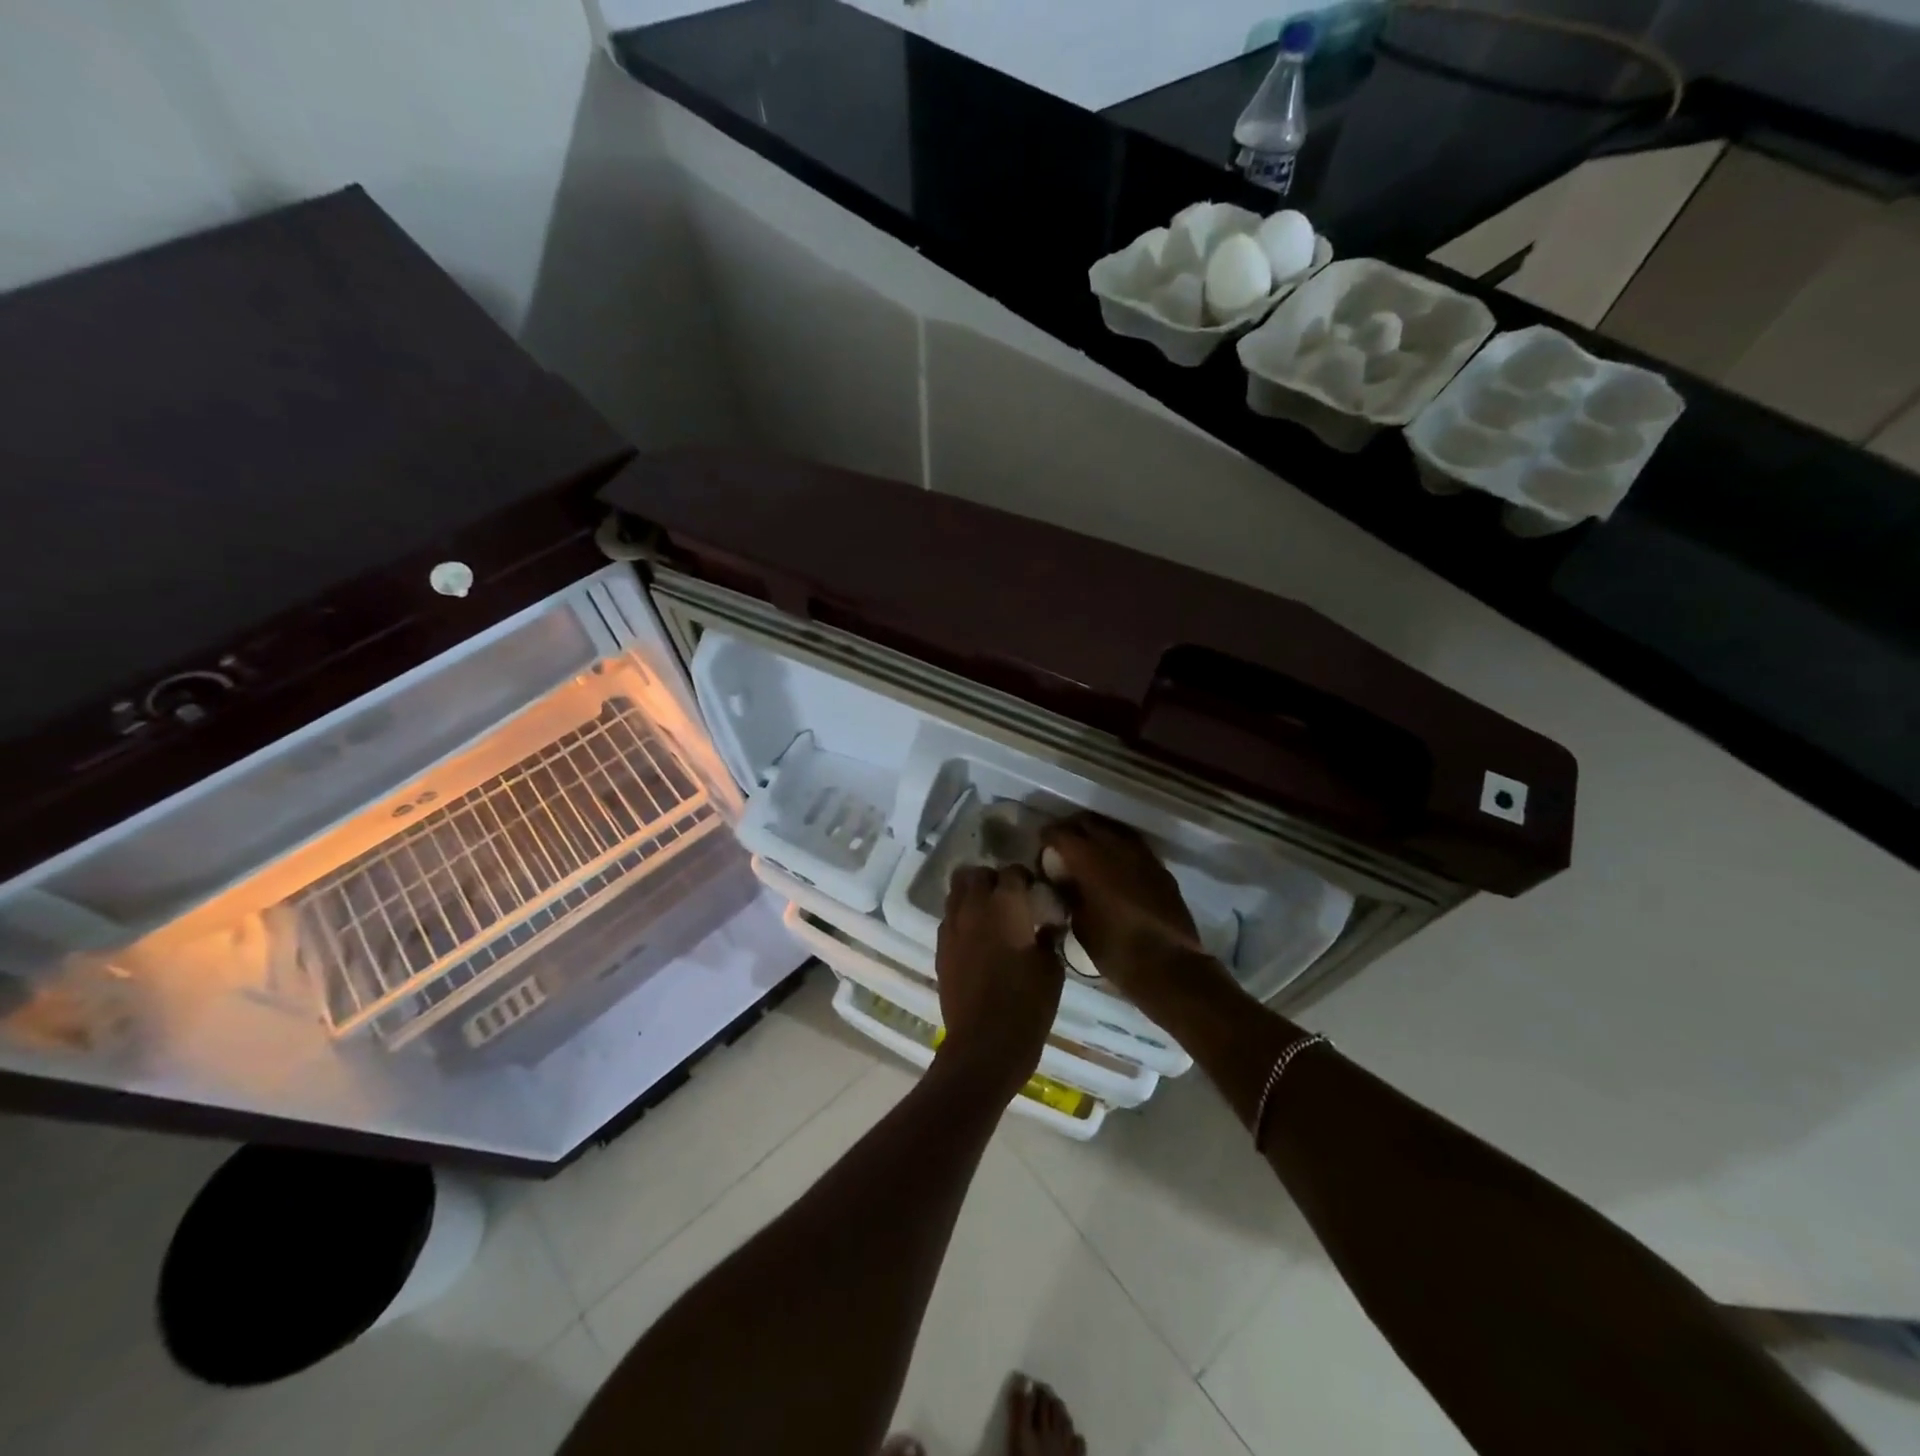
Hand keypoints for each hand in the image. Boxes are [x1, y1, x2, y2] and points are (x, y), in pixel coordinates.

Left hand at [934, 865, 1063, 1100]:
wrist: (984, 1044)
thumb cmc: (1027, 1004)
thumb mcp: (1052, 969)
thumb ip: (1048, 938)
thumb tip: (1047, 926)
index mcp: (1005, 904)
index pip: (1012, 872)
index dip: (1025, 878)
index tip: (1036, 892)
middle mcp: (973, 907)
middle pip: (975, 874)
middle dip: (991, 879)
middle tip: (1010, 898)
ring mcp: (951, 928)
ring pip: (955, 893)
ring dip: (972, 896)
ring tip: (991, 916)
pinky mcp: (940, 949)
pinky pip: (949, 920)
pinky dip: (962, 919)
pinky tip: (977, 940)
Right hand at [1040, 814, 1211, 1016]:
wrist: (1169, 967)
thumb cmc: (1116, 950)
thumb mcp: (1080, 924)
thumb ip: (1069, 894)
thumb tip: (1063, 880)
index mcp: (1089, 860)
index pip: (1061, 833)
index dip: (1047, 838)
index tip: (1041, 848)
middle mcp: (1116, 848)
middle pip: (1088, 823)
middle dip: (1072, 829)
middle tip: (1062, 847)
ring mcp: (1142, 856)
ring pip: (1114, 830)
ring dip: (1098, 835)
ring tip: (1088, 854)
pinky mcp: (1160, 869)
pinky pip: (1134, 847)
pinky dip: (1120, 849)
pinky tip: (1115, 867)